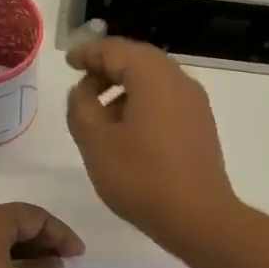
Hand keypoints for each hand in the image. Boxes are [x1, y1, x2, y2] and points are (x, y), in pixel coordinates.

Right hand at [66, 37, 237, 249]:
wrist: (198, 217)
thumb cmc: (141, 177)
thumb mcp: (95, 141)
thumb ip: (81, 107)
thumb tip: (83, 90)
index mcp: (153, 76)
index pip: (115, 50)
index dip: (88, 53)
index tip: (68, 62)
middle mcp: (178, 80)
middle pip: (137, 60)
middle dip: (106, 67)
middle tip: (80, 83)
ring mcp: (194, 103)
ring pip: (152, 80)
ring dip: (123, 87)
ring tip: (98, 112)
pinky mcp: (200, 125)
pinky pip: (165, 99)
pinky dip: (141, 102)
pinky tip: (125, 130)